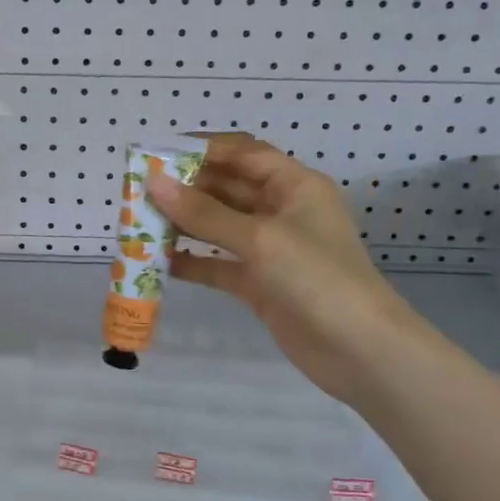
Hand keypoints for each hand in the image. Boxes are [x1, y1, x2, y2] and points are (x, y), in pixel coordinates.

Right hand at [145, 133, 420, 401]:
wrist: (360, 350)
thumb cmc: (317, 278)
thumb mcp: (260, 239)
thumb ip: (204, 213)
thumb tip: (154, 183)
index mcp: (295, 185)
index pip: (244, 153)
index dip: (203, 149)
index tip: (157, 153)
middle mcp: (282, 210)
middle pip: (227, 188)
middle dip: (186, 188)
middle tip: (139, 191)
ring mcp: (271, 249)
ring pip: (219, 226)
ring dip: (184, 224)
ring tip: (140, 223)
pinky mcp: (260, 283)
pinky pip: (219, 264)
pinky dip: (193, 261)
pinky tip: (160, 261)